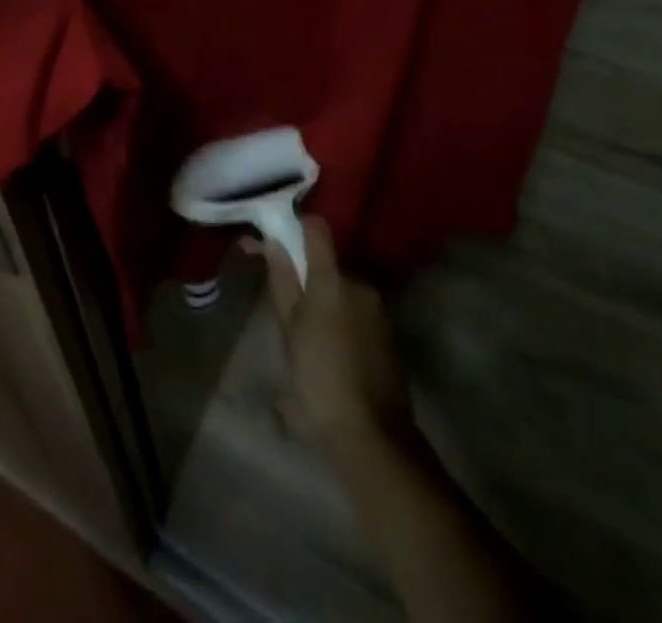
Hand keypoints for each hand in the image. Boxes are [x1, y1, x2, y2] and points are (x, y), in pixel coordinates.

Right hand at [252, 217, 411, 449]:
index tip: (279, 239)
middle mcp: (359, 283)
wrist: (373, 435)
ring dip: (326, 301)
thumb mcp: (289, 331)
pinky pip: (358, 311)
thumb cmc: (319, 379)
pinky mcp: (388, 332)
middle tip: (288, 309)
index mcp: (331, 279)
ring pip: (343, 290)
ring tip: (309, 338)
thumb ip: (282, 282)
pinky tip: (332, 351)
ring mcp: (378, 309)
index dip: (298, 226)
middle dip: (308, 277)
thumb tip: (273, 242)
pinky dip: (343, 320)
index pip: (317, 228)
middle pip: (328, 265)